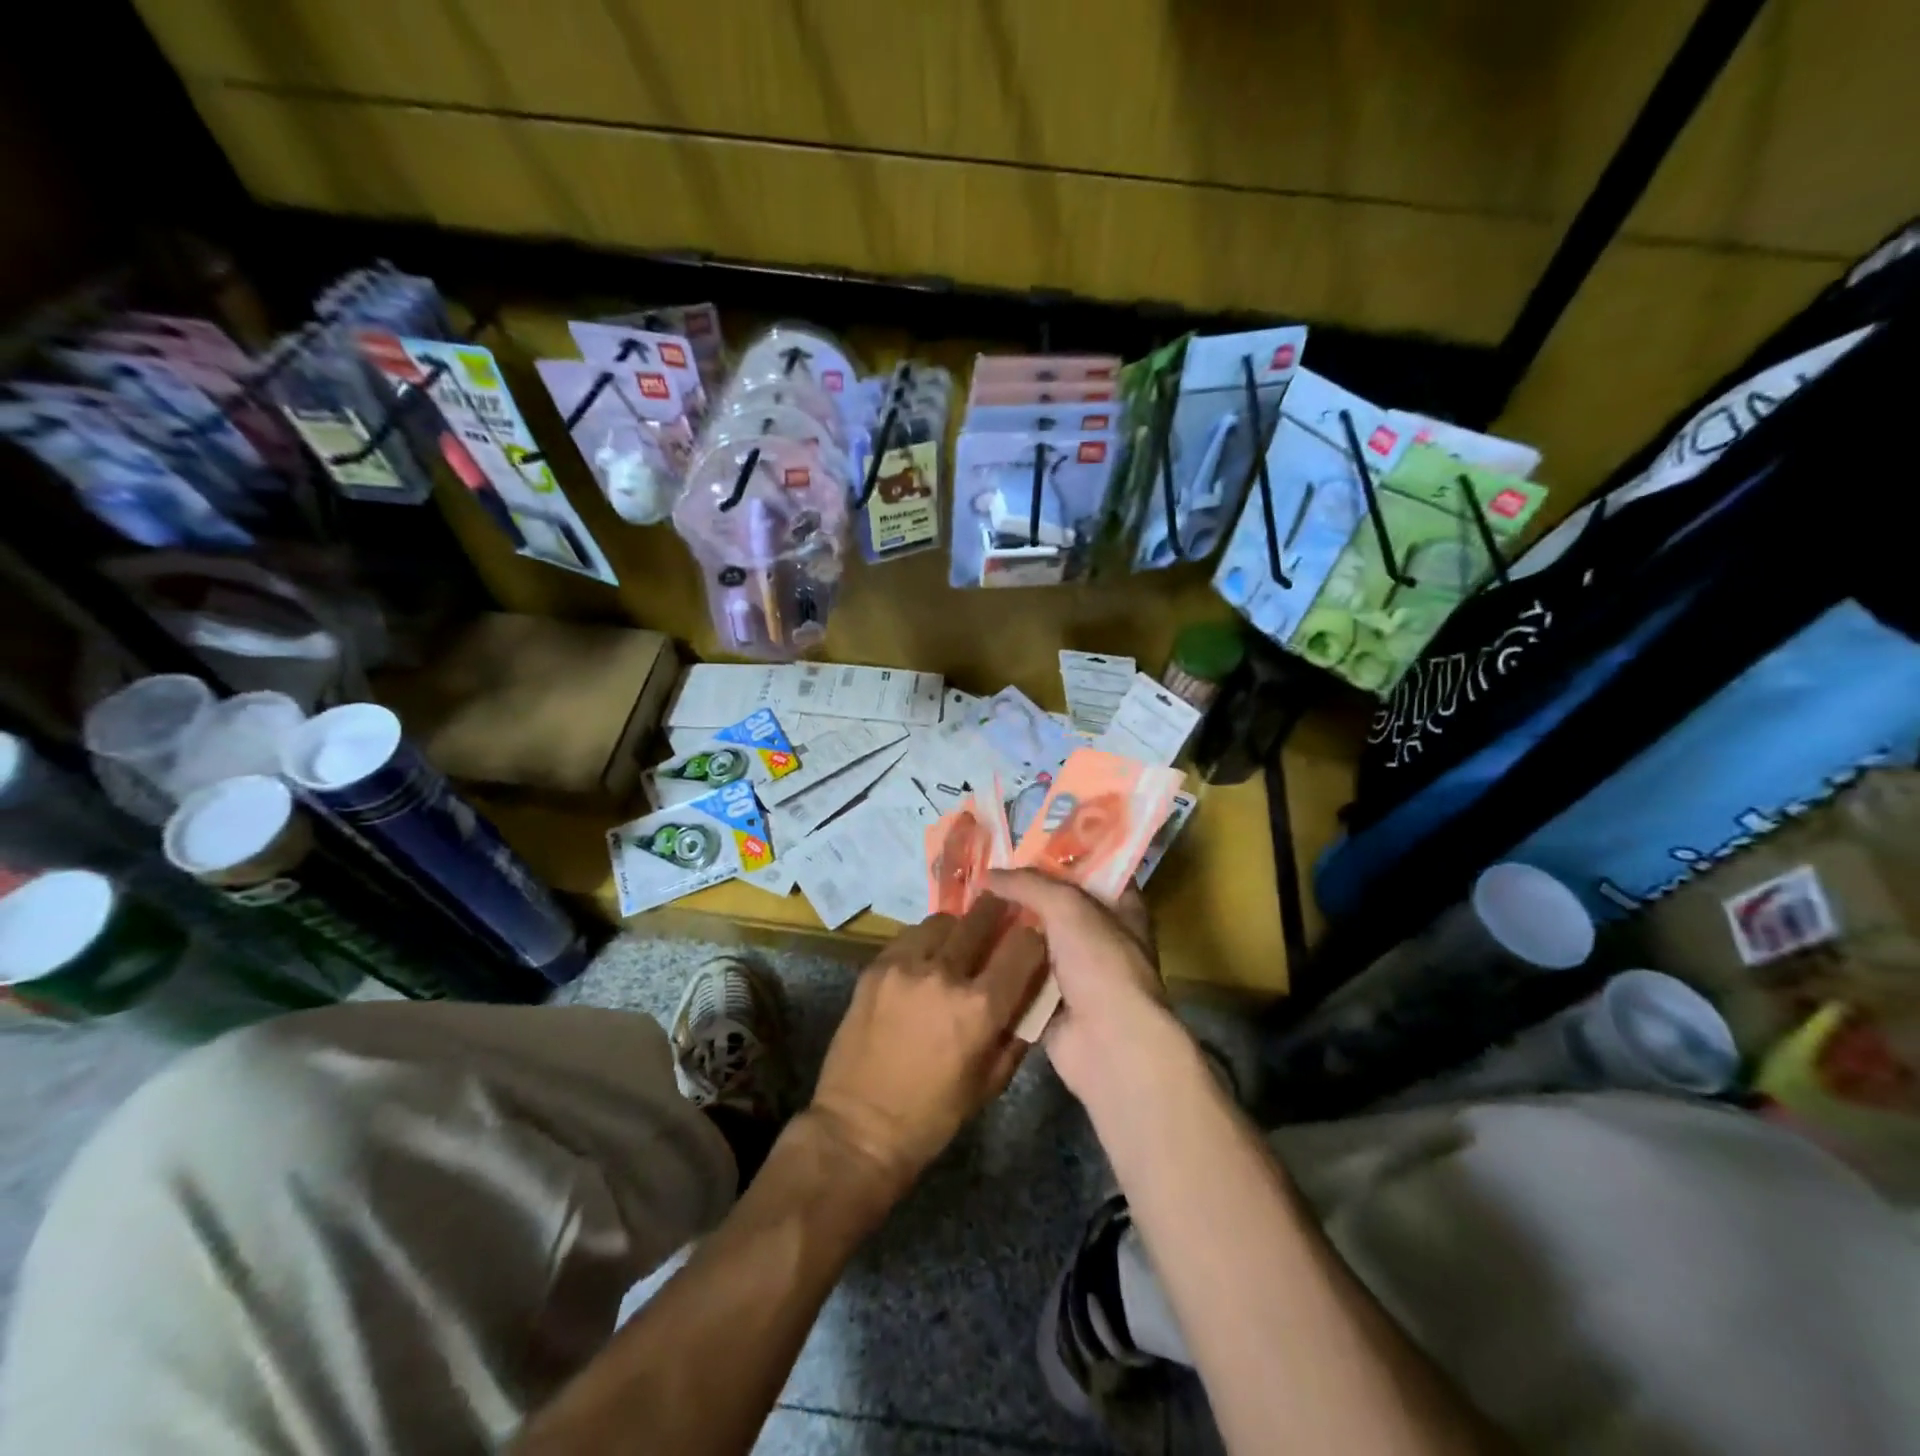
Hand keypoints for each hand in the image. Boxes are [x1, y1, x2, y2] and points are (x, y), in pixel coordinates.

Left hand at [809, 894, 1047, 1198]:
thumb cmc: (933, 1116)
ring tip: (957, 946)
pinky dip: (924, 942)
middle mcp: (946, 974)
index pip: (1023, 945)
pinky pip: (909, 936)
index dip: (1034, 938)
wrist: (859, 1128)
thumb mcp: (991, 1081)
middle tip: (1001, 918)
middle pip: (982, 917)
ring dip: (958, 929)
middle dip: (998, 914)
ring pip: (944, 922)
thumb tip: (1033, 991)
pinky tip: (923, 962)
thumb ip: (1017, 1030)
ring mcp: (906, 966)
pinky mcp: (876, 966)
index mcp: (980, 1007)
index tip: (1033, 938)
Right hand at [987, 870, 1186, 1105]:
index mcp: (1121, 908)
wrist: (1108, 1044)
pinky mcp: (1052, 1004)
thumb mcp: (1068, 907)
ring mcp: (1077, 974)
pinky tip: (968, 949)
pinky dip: (1000, 967)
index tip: (1018, 848)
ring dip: (1007, 932)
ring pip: (1035, 943)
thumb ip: (1029, 884)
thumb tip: (988, 875)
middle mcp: (1102, 938)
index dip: (1058, 858)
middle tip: (981, 878)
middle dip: (1022, 896)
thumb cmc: (1100, 964)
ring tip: (966, 909)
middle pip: (1056, 907)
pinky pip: (1021, 977)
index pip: (1090, 871)